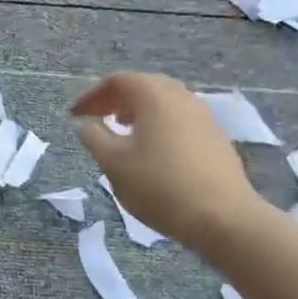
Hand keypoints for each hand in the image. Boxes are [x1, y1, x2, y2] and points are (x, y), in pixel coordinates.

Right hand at [73, 72, 267, 250]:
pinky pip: (179, 119)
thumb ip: (94, 138)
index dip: (91, 95)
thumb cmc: (160, 185)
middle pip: (143, 86)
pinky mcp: (216, 137)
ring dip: (138, 112)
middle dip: (116, 100)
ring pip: (164, 102)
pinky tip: (152, 150)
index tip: (75, 115)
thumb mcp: (114, 163)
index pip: (117, 81)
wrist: (223, 217)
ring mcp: (203, 116)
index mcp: (154, 96)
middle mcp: (181, 97)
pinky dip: (158, 124)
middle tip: (97, 118)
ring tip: (122, 131)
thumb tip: (88, 125)